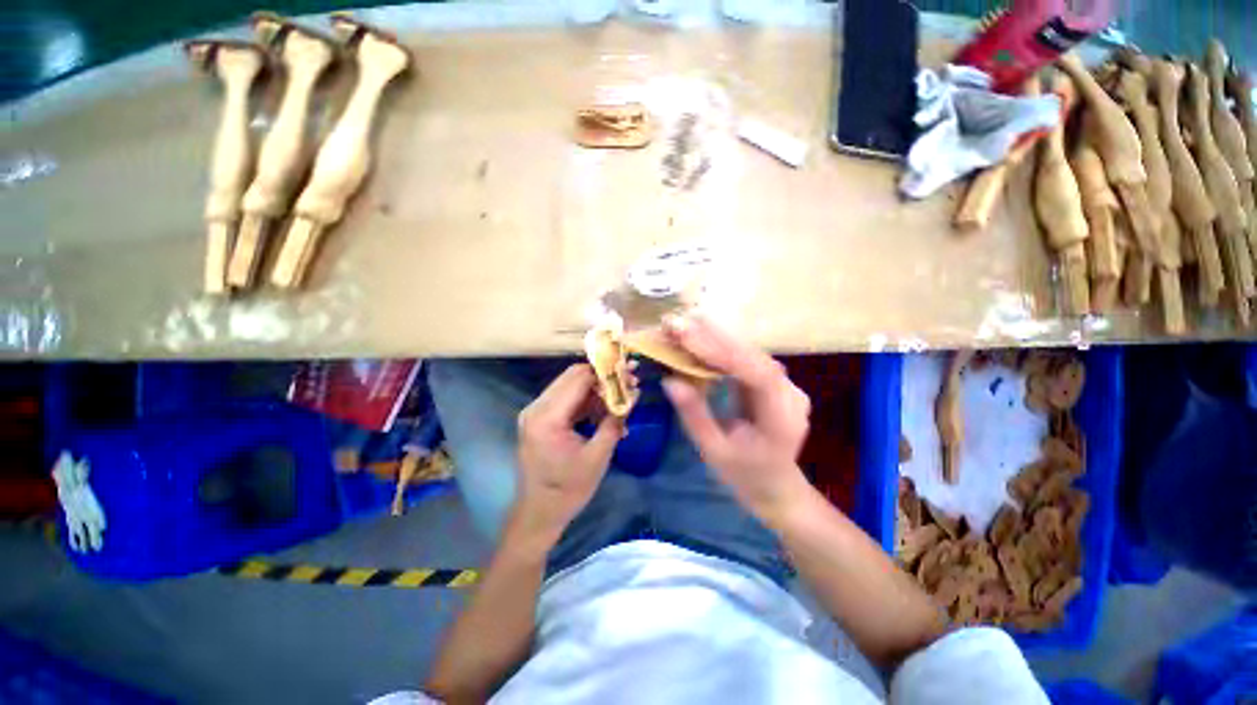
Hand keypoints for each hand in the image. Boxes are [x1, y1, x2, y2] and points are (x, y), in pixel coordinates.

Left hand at [512, 364, 624, 547]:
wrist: (539, 513)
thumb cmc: (568, 490)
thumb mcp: (597, 457)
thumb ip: (613, 422)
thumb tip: (631, 395)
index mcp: (547, 417)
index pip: (579, 378)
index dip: (606, 372)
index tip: (630, 371)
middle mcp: (537, 407)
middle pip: (573, 376)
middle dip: (603, 376)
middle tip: (629, 380)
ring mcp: (536, 412)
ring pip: (571, 386)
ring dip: (597, 389)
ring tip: (623, 397)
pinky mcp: (541, 419)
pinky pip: (567, 400)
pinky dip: (588, 402)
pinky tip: (607, 412)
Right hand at [662, 316, 812, 524]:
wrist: (778, 488)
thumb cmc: (745, 476)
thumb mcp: (714, 452)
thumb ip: (694, 416)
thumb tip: (670, 381)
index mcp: (781, 419)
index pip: (754, 373)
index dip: (720, 352)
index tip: (686, 336)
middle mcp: (791, 395)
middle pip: (753, 356)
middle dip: (714, 337)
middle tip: (679, 322)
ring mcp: (787, 387)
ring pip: (751, 353)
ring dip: (718, 337)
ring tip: (687, 324)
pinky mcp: (776, 383)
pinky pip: (748, 360)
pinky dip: (724, 348)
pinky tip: (703, 337)